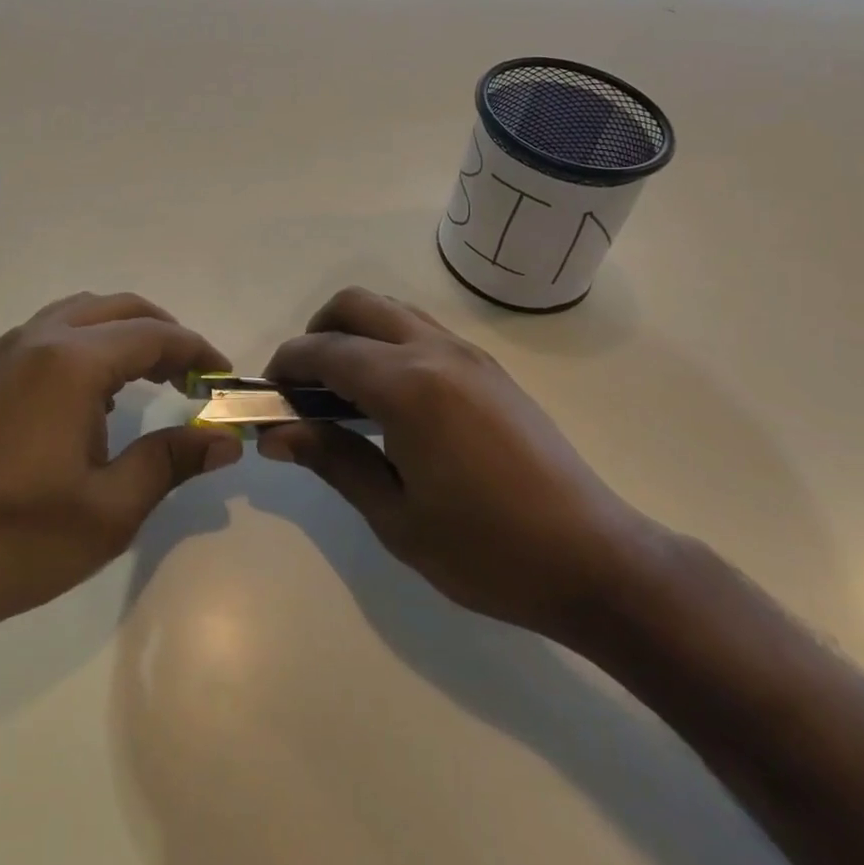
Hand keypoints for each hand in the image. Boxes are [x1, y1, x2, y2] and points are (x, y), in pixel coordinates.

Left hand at [0, 292, 240, 652]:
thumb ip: (172, 460)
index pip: (154, 335)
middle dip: (164, 333)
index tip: (224, 379)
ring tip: (153, 378)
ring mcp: (8, 351)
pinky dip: (91, 341)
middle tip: (193, 377)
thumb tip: (226, 439)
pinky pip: (54, 330)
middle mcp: (40, 338)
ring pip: (84, 312)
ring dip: (126, 332)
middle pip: (120, 308)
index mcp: (72, 362)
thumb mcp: (110, 509)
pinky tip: (99, 393)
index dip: (197, 351)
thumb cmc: (17, 541)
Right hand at [258, 287, 657, 647]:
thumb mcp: (396, 517)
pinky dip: (388, 342)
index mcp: (408, 385)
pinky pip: (421, 329)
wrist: (595, 560)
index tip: (269, 395)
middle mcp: (435, 350)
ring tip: (344, 394)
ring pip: (392, 309)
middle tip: (305, 387)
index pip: (325, 350)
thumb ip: (333, 461)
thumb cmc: (487, 551)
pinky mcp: (488, 367)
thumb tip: (276, 434)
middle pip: (356, 304)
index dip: (287, 365)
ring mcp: (467, 353)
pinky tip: (391, 400)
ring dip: (355, 333)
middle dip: (316, 332)